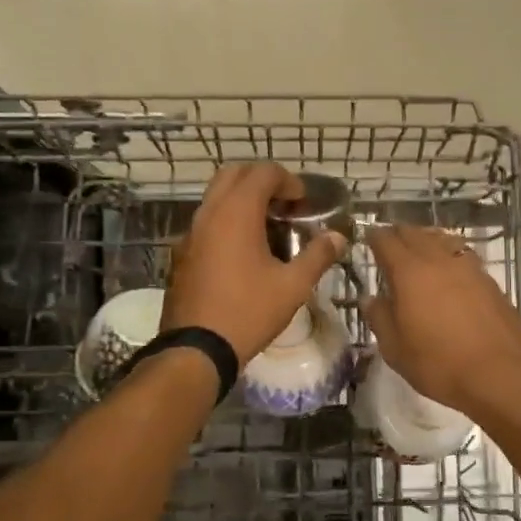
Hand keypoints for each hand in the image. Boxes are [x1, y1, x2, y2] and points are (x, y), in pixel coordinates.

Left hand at [164, 163, 344, 363]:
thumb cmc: (248, 312)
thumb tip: (339, 237)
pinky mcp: (182, 253)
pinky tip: (244, 252)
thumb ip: (318, 256)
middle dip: (261, 181)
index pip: (263, 172)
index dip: (288, 180)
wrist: (196, 349)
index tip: (304, 203)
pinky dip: (227, 220)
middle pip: (234, 174)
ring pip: (216, 197)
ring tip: (268, 227)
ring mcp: (190, 233)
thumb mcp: (293, 286)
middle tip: (284, 204)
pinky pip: (206, 221)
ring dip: (242, 200)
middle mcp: (209, 213)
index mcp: (236, 212)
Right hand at [362, 225, 520, 414]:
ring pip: (442, 240)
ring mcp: (468, 267)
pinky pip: (462, 255)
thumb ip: (380, 318)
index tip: (367, 239)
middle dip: (399, 235)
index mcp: (409, 272)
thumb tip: (371, 298)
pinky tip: (449, 272)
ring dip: (426, 241)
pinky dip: (448, 255)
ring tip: (419, 252)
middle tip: (390, 245)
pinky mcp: (489, 281)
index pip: (387, 241)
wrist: (502, 374)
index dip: (374, 237)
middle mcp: (439, 260)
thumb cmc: (440, 363)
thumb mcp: (395, 349)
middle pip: (415, 233)